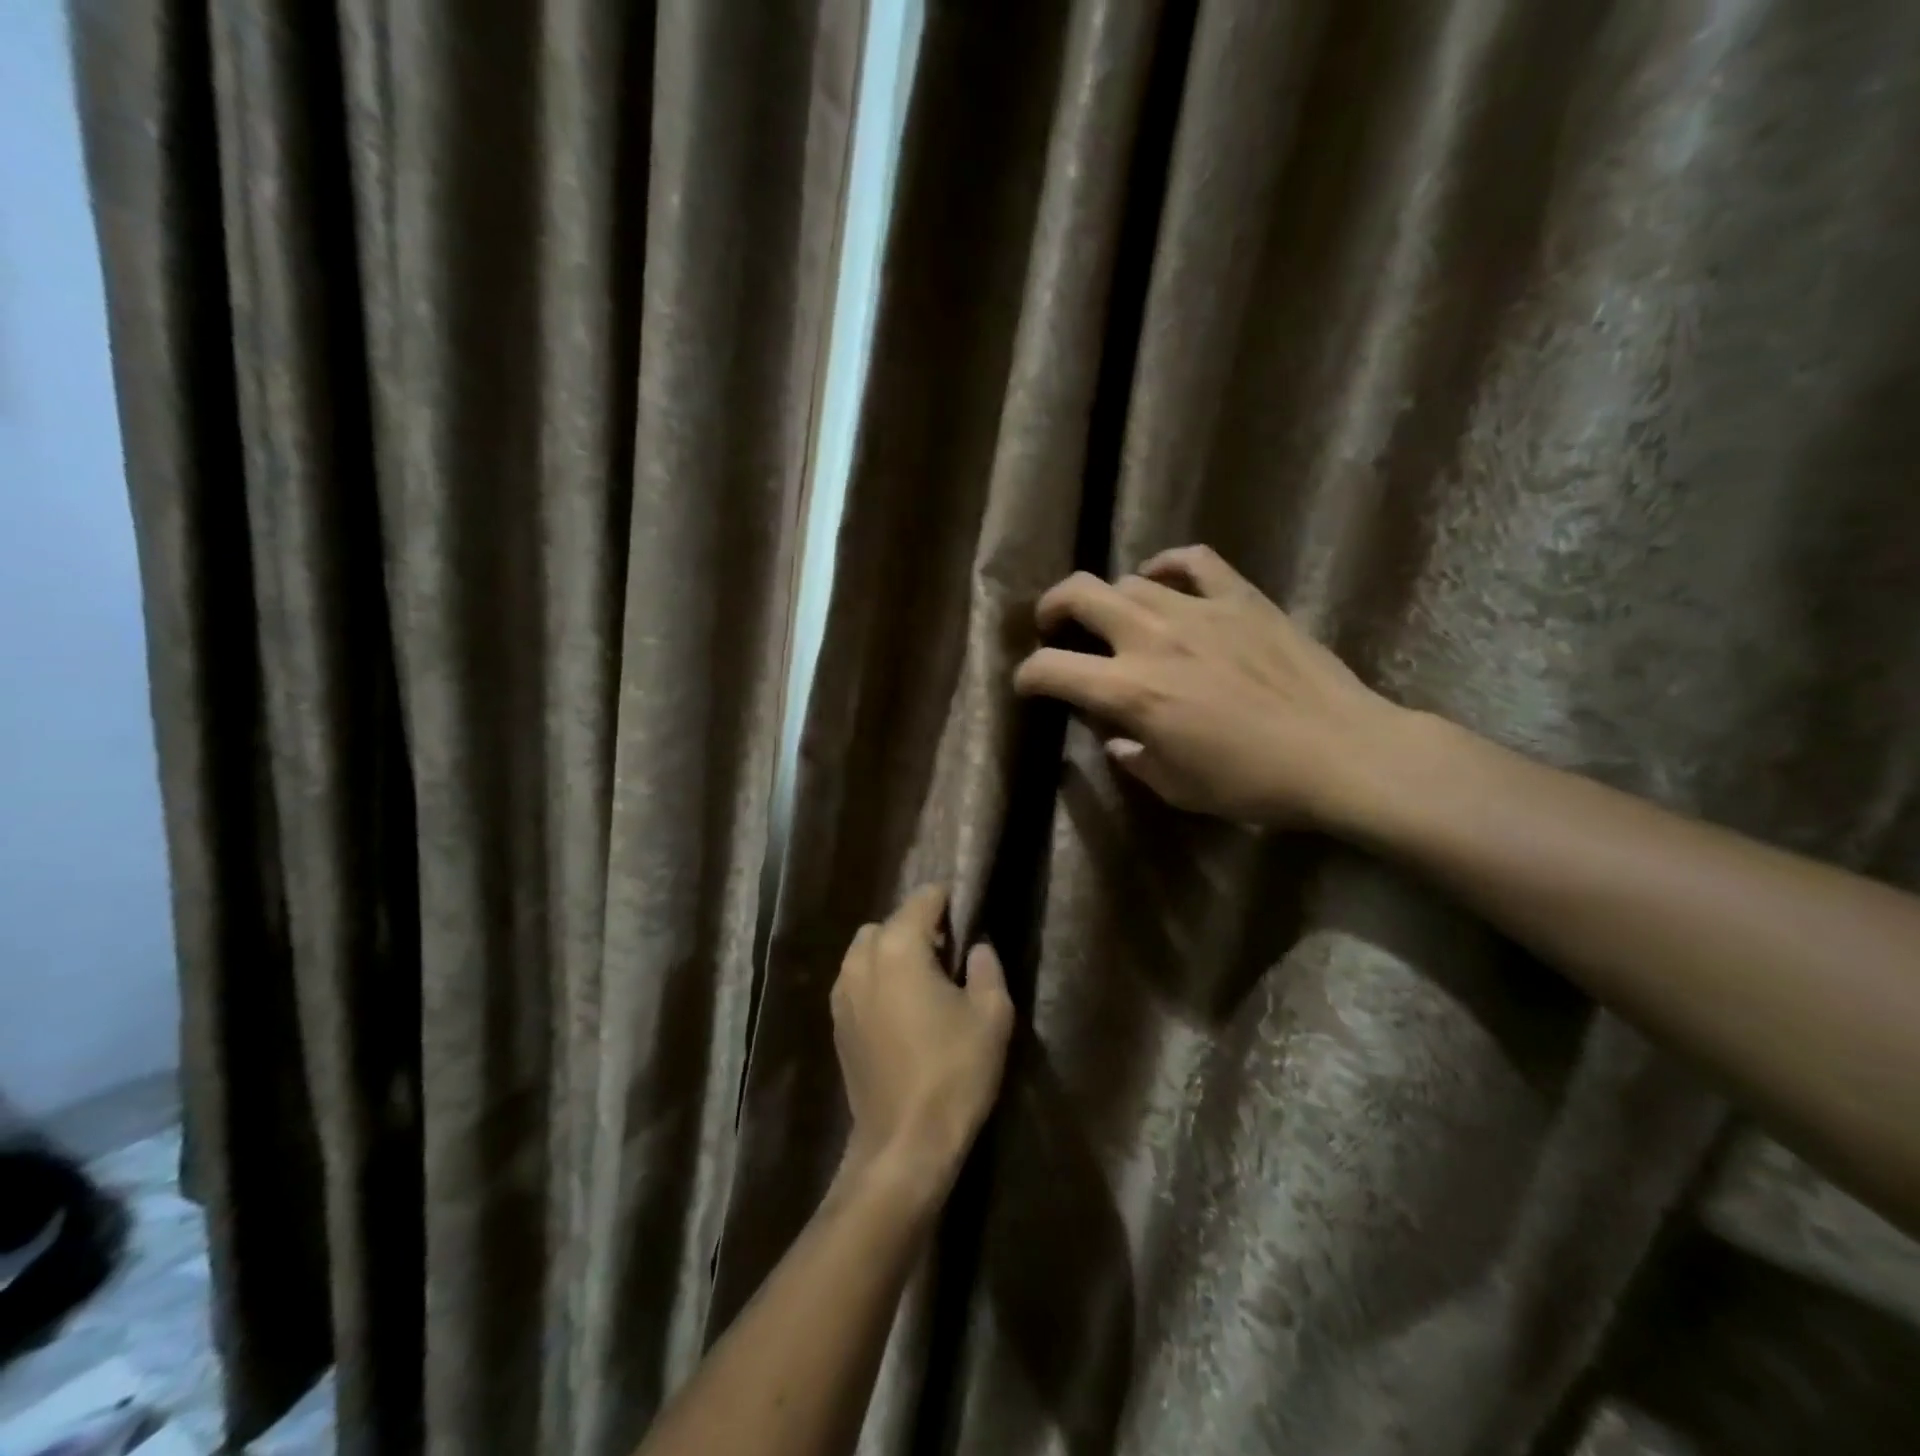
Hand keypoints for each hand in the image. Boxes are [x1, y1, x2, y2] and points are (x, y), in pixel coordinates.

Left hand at [832, 886, 1013, 1189]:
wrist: (903, 1143)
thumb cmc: (953, 1072)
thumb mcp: (992, 1015)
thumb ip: (986, 968)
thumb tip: (977, 947)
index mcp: (898, 947)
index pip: (923, 899)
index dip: (949, 902)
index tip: (969, 920)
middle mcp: (861, 960)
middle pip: (890, 922)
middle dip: (918, 928)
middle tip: (950, 956)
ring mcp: (842, 992)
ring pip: (868, 950)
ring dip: (894, 953)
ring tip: (925, 984)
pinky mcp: (837, 1022)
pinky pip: (858, 980)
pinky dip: (878, 979)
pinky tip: (903, 1011)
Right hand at [1012, 545, 1409, 828]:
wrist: (1340, 753)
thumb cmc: (1252, 783)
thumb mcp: (1177, 788)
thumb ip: (1134, 757)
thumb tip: (1118, 738)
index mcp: (1130, 691)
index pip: (1052, 669)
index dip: (1028, 675)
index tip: (1027, 684)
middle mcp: (1153, 639)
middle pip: (1080, 595)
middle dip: (1052, 608)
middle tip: (1053, 627)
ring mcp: (1198, 610)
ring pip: (1131, 580)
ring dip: (1109, 598)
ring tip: (1114, 617)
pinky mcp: (1241, 597)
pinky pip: (1194, 560)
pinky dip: (1169, 566)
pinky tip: (1165, 580)